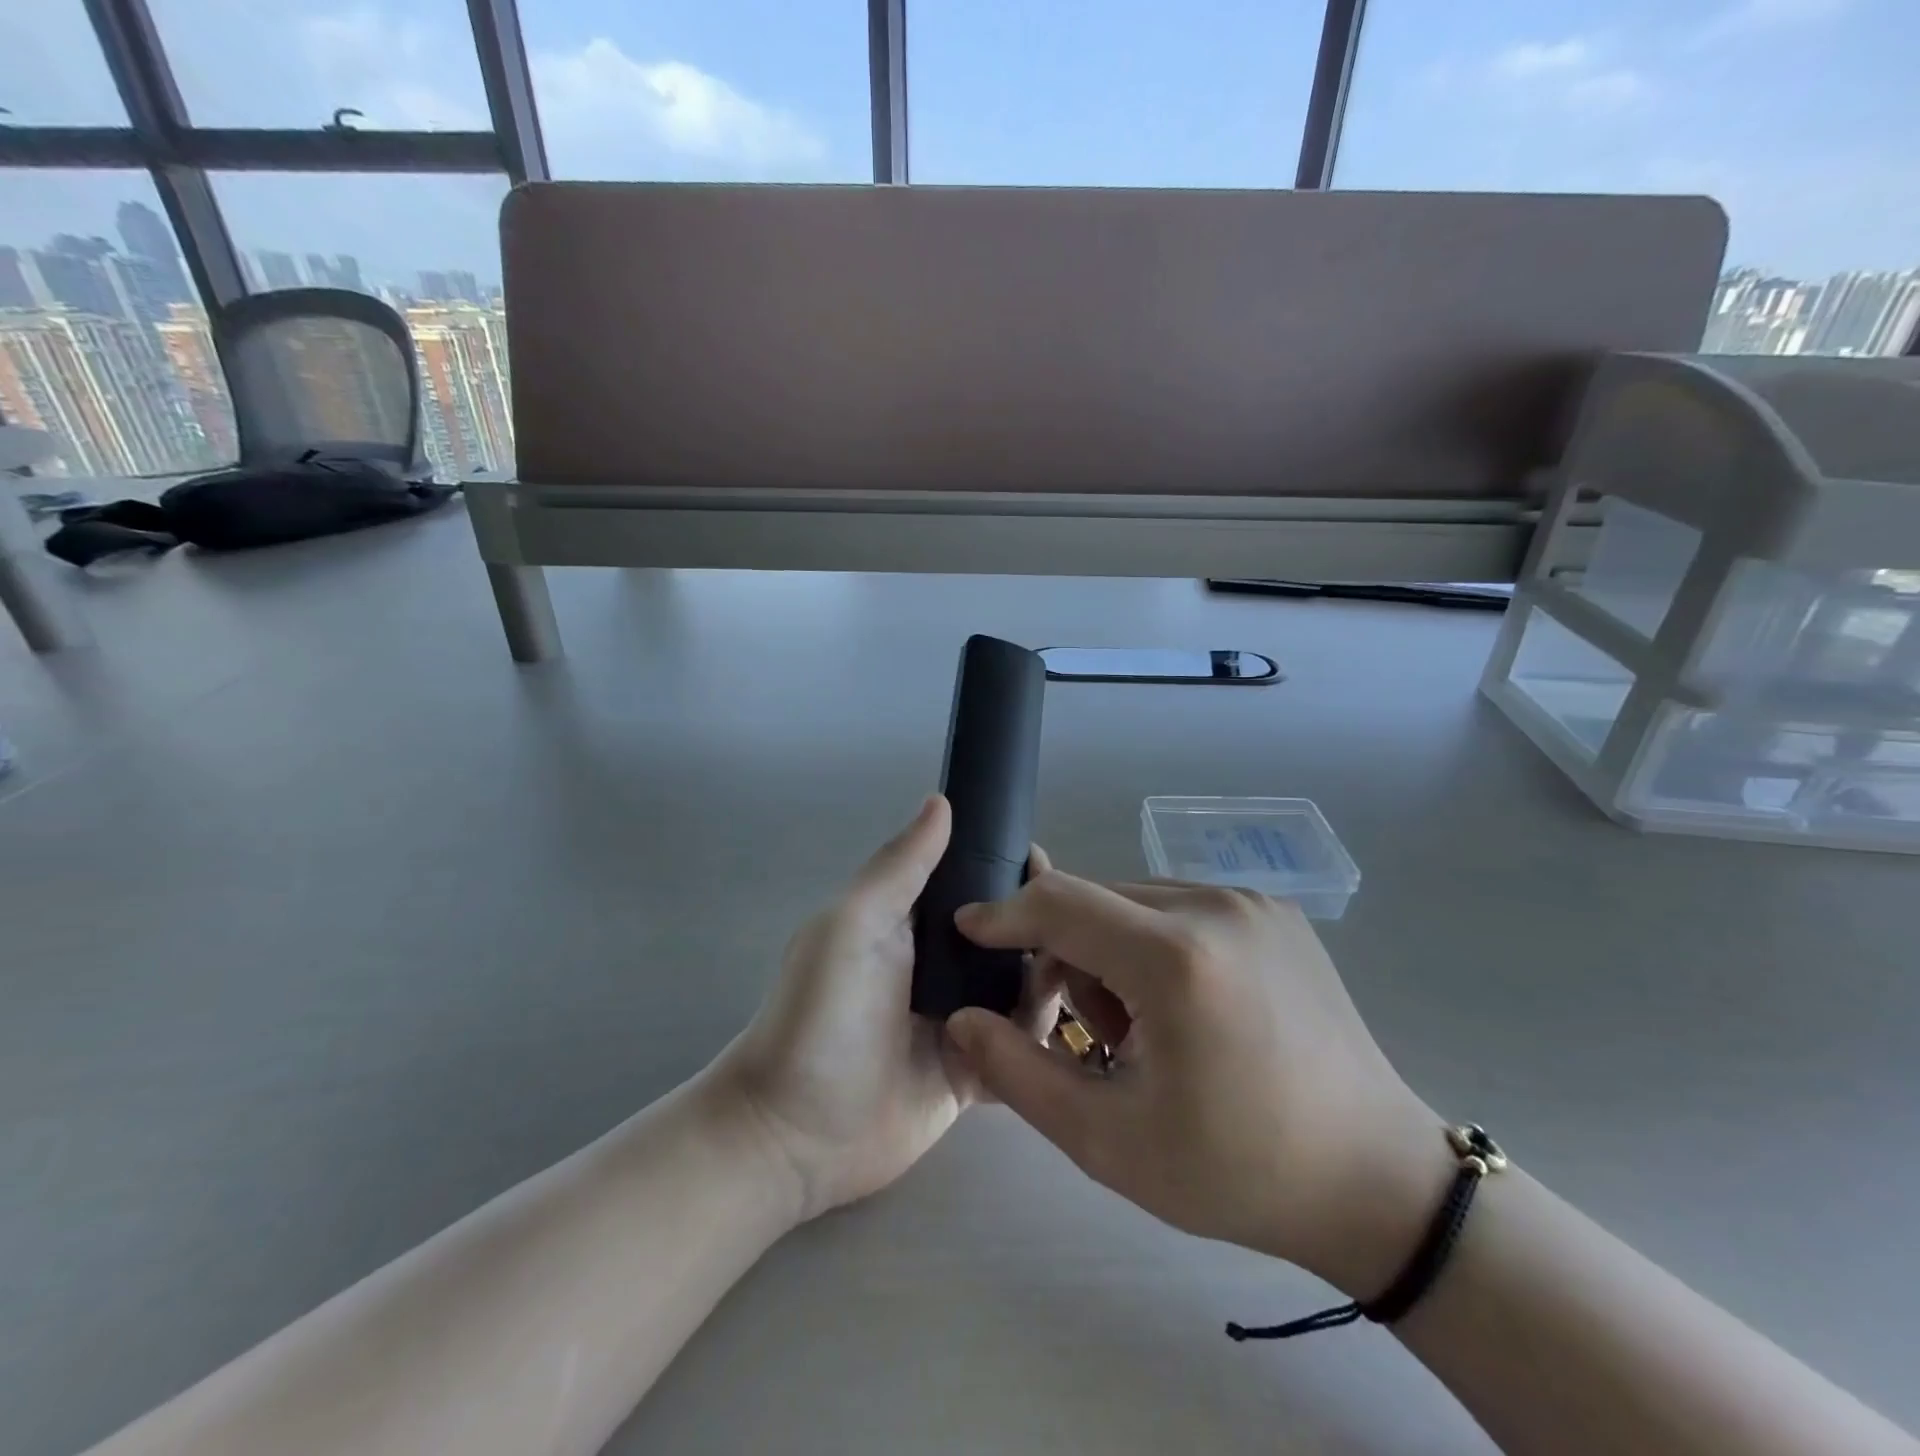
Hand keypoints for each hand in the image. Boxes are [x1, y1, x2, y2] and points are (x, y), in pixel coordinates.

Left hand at [716, 796, 1058, 1222]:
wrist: (796, 1133)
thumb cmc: (821, 1015)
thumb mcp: (853, 925)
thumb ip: (899, 866)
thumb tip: (941, 800)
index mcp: (914, 923)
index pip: (976, 882)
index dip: (1012, 869)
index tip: (1046, 866)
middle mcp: (943, 965)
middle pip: (1010, 935)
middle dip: (1044, 926)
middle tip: (1080, 932)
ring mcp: (963, 1020)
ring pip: (1025, 988)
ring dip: (1051, 979)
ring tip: (1081, 978)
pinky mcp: (976, 1073)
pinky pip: (1023, 1048)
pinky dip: (1043, 1038)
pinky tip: (1071, 1029)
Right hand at [944, 873, 1449, 1298]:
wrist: (1376, 1181)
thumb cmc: (1237, 1170)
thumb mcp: (1108, 1141)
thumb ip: (1018, 1073)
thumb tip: (961, 1020)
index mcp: (1176, 959)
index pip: (1060, 903)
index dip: (1005, 914)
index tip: (967, 930)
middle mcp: (1215, 906)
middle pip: (1096, 901)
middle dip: (1066, 953)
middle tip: (1086, 1033)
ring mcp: (1251, 901)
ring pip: (1135, 902)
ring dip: (1111, 950)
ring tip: (1141, 1029)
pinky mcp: (1273, 910)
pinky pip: (1179, 907)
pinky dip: (1154, 944)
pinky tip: (1183, 1007)